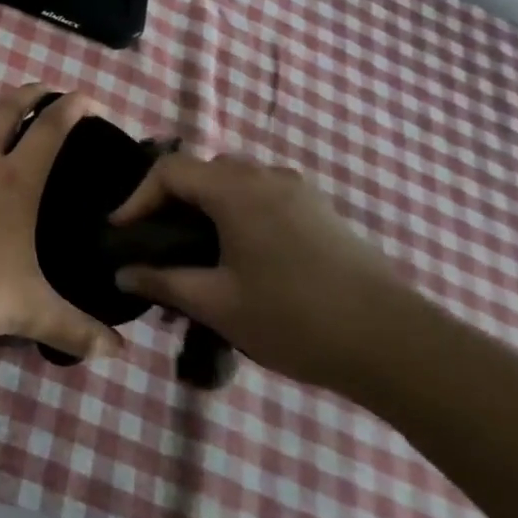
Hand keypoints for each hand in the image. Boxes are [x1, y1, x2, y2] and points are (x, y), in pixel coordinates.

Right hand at [111, 153, 417, 392]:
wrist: (396, 346)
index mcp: (237, 190)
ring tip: (195, 250)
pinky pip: (264, 196)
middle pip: (203, 171)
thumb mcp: (216, 304)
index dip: (137, 197)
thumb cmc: (294, 319)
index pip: (169, 171)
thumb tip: (121, 273)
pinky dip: (237, 212)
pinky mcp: (322, 213)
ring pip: (235, 182)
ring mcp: (300, 192)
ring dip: (206, 205)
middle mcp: (267, 177)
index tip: (120, 232)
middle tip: (156, 240)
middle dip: (171, 199)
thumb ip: (162, 281)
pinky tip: (240, 256)